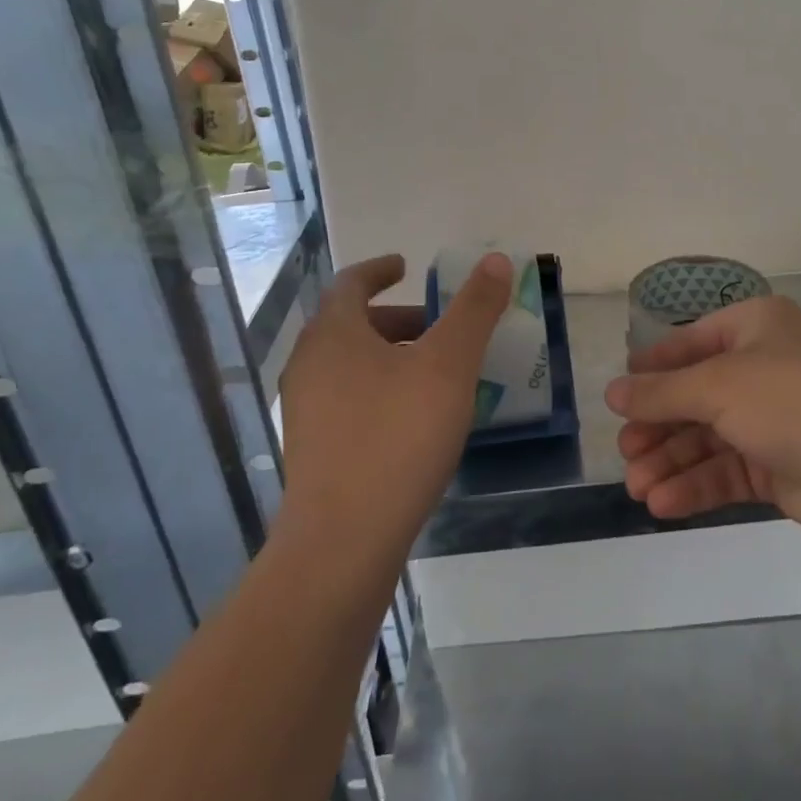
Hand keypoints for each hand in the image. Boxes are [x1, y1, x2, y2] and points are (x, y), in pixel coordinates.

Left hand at [277, 252, 511, 546]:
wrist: (344, 539)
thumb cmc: (398, 435)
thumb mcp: (449, 364)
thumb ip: (474, 309)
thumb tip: (495, 260)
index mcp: (334, 334)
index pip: (350, 283)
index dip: (379, 270)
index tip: (406, 266)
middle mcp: (309, 365)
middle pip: (350, 324)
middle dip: (396, 318)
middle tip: (438, 326)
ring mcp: (305, 410)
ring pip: (349, 364)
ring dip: (389, 355)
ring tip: (434, 373)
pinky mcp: (311, 449)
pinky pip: (347, 399)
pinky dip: (379, 388)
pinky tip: (413, 418)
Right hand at [607, 296, 800, 542]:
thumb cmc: (791, 400)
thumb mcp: (718, 385)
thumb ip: (661, 392)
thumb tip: (611, 392)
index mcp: (755, 327)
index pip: (692, 341)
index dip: (654, 367)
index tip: (618, 395)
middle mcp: (764, 367)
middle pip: (696, 395)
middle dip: (658, 426)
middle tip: (625, 453)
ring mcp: (774, 419)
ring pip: (709, 438)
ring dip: (671, 462)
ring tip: (638, 489)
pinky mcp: (780, 466)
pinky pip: (728, 470)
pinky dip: (696, 486)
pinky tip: (664, 503)